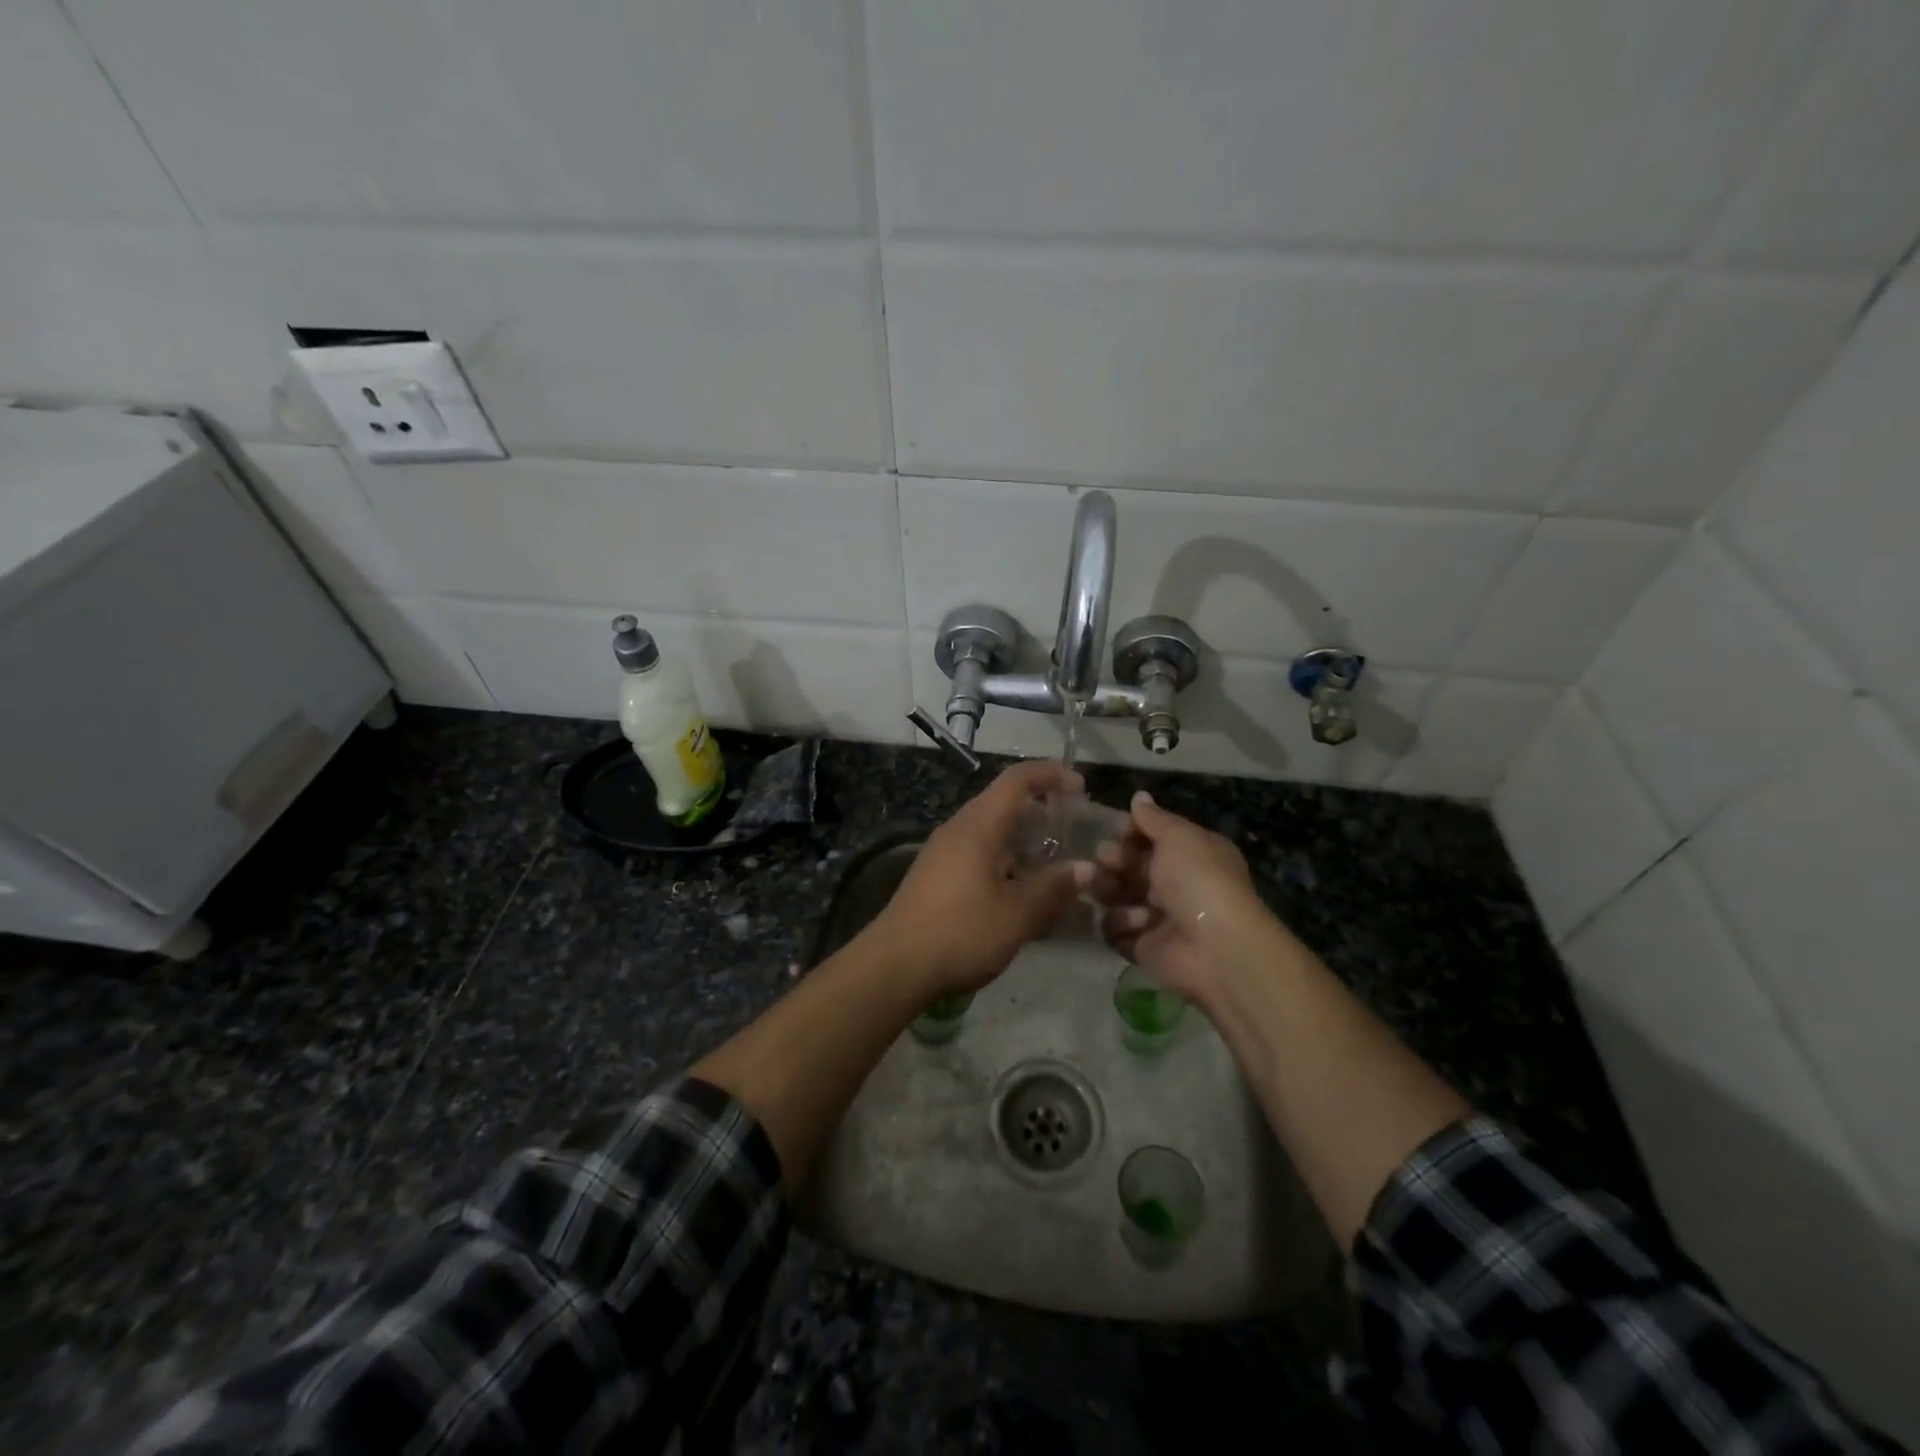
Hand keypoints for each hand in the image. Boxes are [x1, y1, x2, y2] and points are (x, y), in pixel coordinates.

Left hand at [870, 759, 1084, 996]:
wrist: (895, 965)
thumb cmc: (961, 931)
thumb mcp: (1018, 914)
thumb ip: (1054, 888)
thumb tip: (1087, 868)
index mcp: (980, 824)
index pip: (1018, 779)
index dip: (1051, 774)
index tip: (1081, 788)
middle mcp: (959, 828)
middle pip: (1004, 802)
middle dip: (1041, 810)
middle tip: (1074, 830)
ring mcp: (944, 851)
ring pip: (991, 830)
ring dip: (1024, 839)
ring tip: (1054, 863)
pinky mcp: (936, 873)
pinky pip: (978, 851)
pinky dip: (1006, 859)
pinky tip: (1020, 890)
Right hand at [1085, 791, 1291, 1000]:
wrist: (1215, 947)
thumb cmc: (1199, 881)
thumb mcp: (1179, 837)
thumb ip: (1154, 818)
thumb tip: (1139, 796)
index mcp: (1189, 854)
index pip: (1151, 837)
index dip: (1131, 832)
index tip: (1117, 830)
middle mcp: (1174, 883)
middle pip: (1128, 865)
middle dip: (1113, 860)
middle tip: (1106, 860)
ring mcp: (1157, 916)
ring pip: (1115, 895)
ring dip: (1110, 890)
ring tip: (1112, 892)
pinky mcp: (1142, 946)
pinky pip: (1114, 929)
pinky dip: (1119, 924)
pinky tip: (1135, 923)